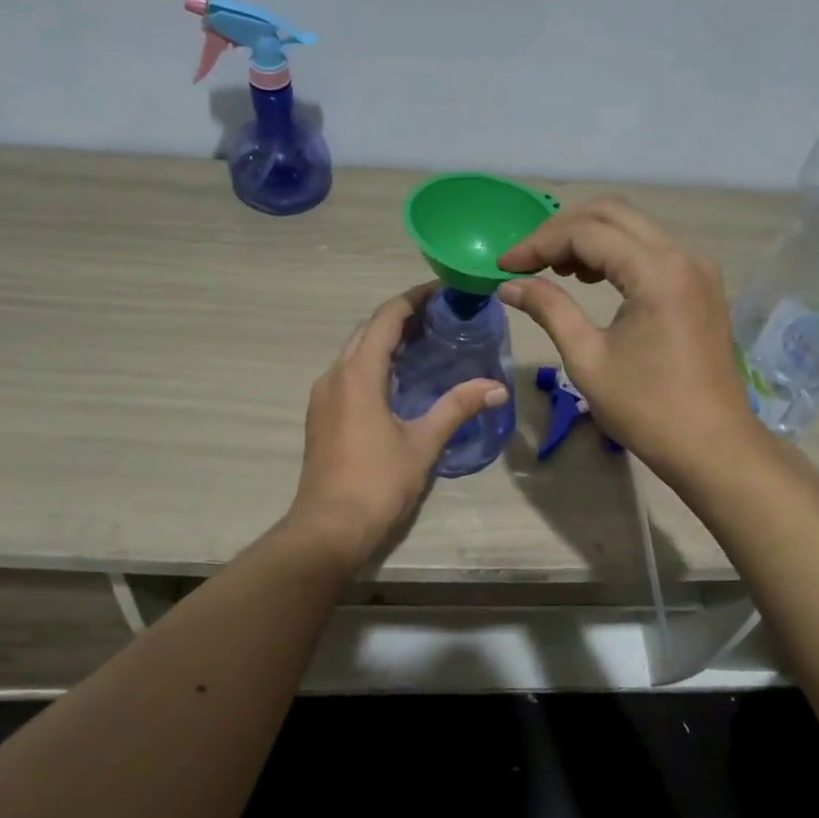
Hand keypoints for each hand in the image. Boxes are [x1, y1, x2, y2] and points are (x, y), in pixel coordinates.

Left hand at [287, 285, 509, 565]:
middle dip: (401, 316)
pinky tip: (398, 377)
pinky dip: (373, 362)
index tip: (443, 289)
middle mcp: (334, 376)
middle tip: (440, 315)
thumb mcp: (423, 443)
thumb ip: (457, 408)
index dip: (414, 298)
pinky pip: (348, 373)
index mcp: (358, 374)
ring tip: (424, 341)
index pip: (386, 318)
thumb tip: (497, 387)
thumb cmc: (377, 482)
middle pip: (367, 330)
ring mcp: (323, 396)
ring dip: (384, 339)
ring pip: (354, 351)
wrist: (328, 528)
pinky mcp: (321, 415)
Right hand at [498, 198, 755, 482]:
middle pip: (612, 214)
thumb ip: (549, 310)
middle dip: (561, 230)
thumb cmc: (647, 409)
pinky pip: (651, 249)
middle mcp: (682, 255)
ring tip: (553, 270)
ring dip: (589, 238)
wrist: (713, 447)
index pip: (586, 232)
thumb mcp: (587, 359)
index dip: (538, 243)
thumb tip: (509, 285)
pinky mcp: (700, 285)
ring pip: (633, 227)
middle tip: (526, 260)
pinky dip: (615, 253)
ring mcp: (697, 268)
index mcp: (657, 271)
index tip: (504, 266)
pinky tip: (591, 278)